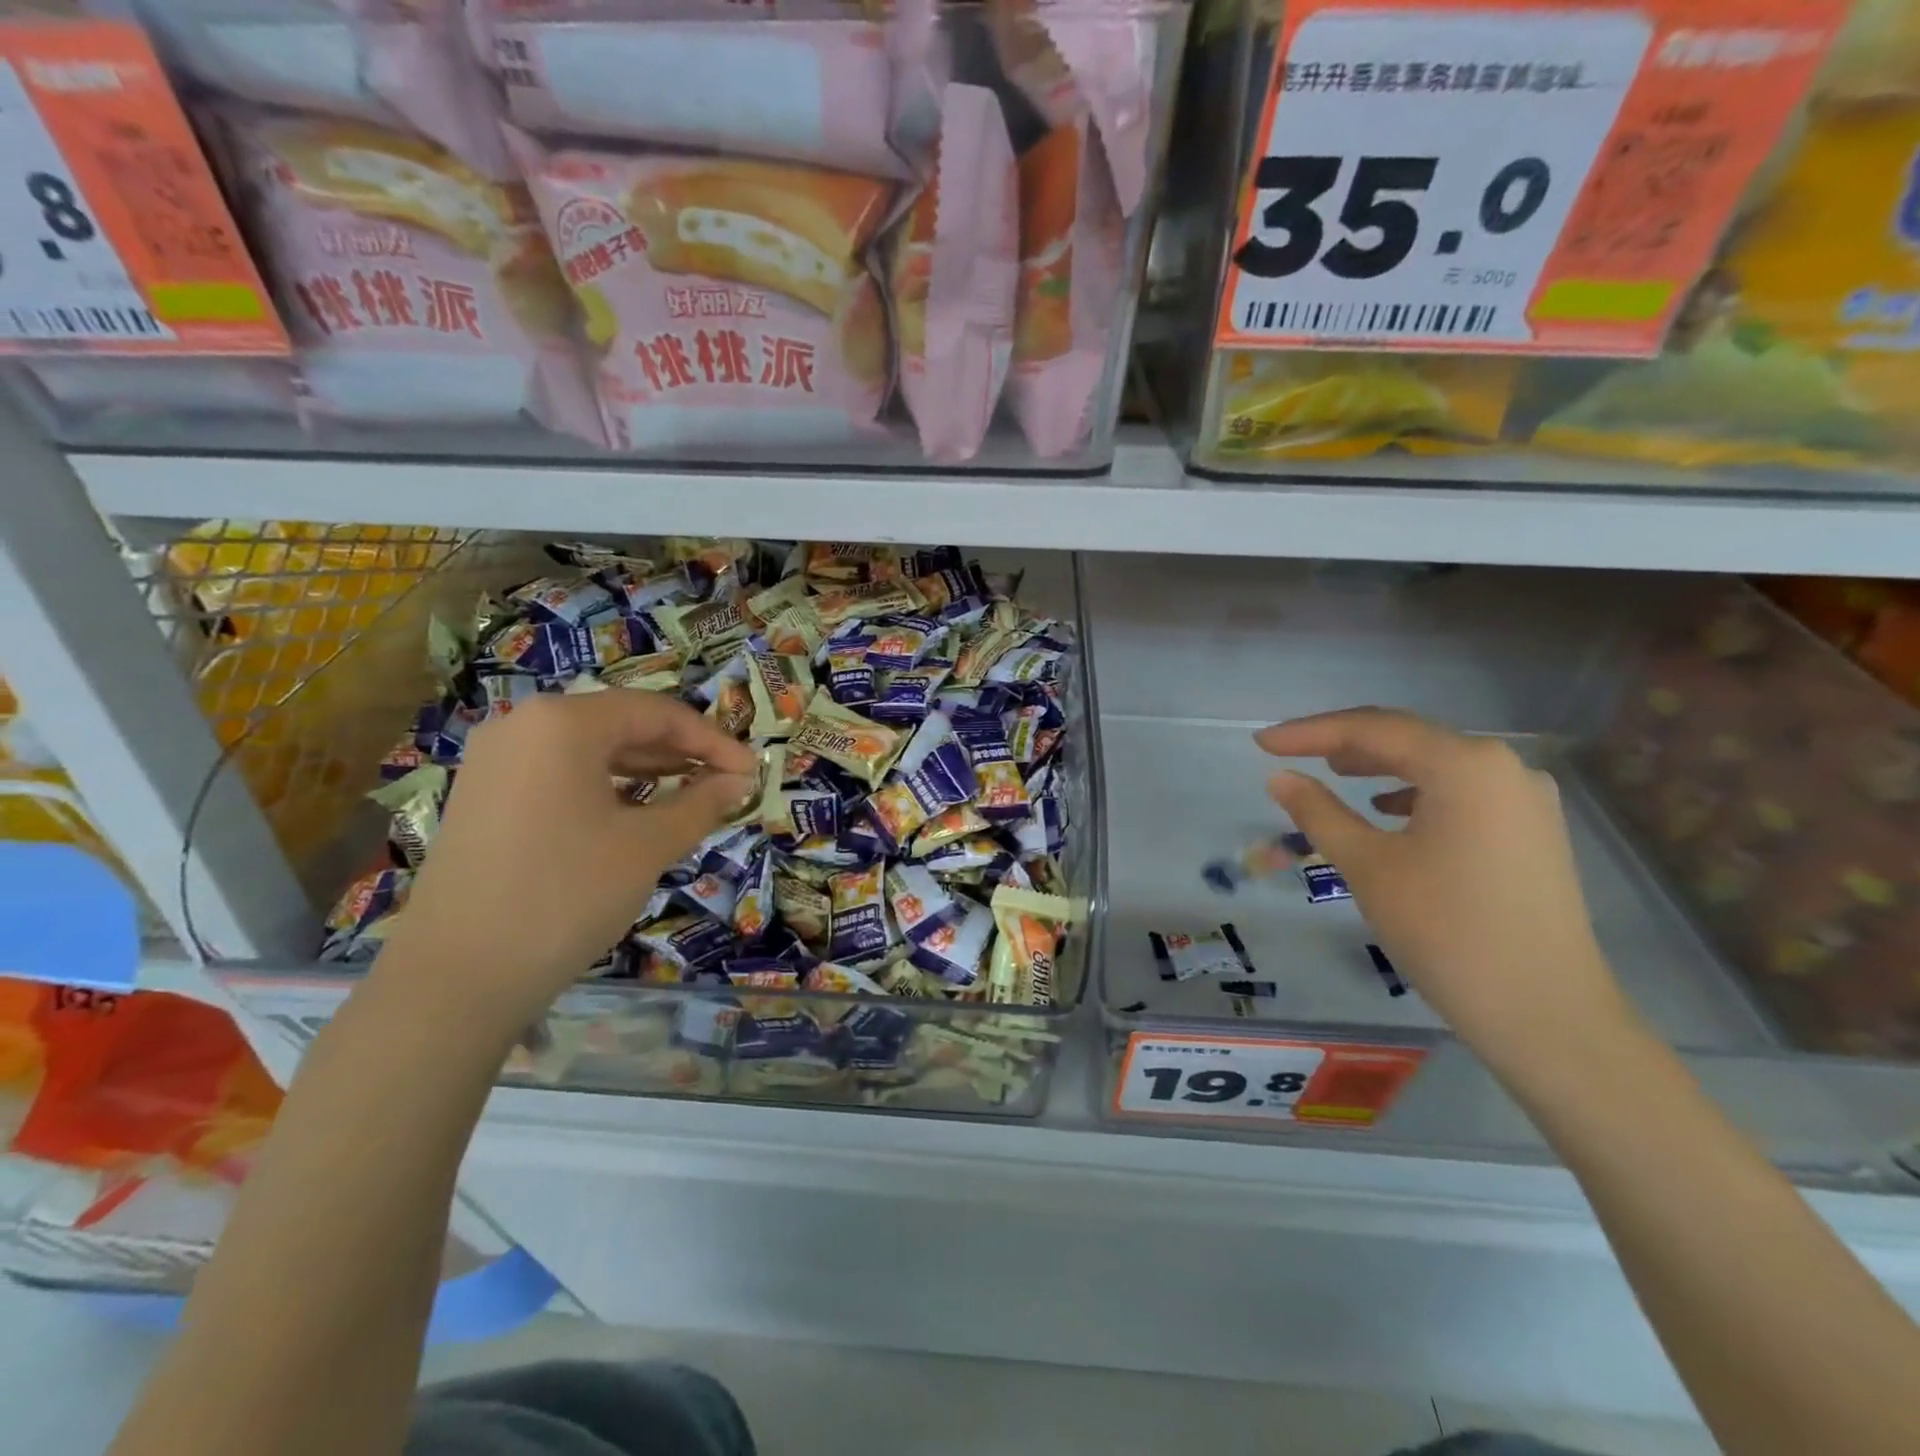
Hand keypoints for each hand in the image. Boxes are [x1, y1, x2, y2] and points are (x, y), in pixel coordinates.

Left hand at [381, 690, 756, 1018]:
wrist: (457, 977)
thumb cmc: (567, 895)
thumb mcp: (647, 846)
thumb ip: (701, 804)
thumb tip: (739, 781)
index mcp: (563, 722)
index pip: (657, 713)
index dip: (713, 741)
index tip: (752, 772)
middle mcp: (522, 725)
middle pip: (622, 723)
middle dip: (680, 752)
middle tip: (725, 782)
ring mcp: (496, 761)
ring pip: (590, 749)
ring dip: (647, 768)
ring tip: (691, 794)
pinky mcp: (484, 796)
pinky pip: (560, 773)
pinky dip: (606, 786)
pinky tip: (634, 812)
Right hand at [1257, 707, 1633, 1069]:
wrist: (1544, 1012)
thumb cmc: (1445, 930)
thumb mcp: (1367, 865)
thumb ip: (1318, 811)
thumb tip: (1279, 778)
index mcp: (1466, 765)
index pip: (1373, 729)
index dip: (1310, 732)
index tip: (1262, 743)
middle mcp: (1505, 767)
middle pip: (1409, 739)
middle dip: (1344, 743)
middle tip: (1291, 754)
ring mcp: (1526, 799)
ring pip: (1436, 765)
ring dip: (1381, 766)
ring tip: (1335, 773)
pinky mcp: (1532, 831)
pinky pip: (1461, 793)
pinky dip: (1416, 792)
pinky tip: (1389, 811)